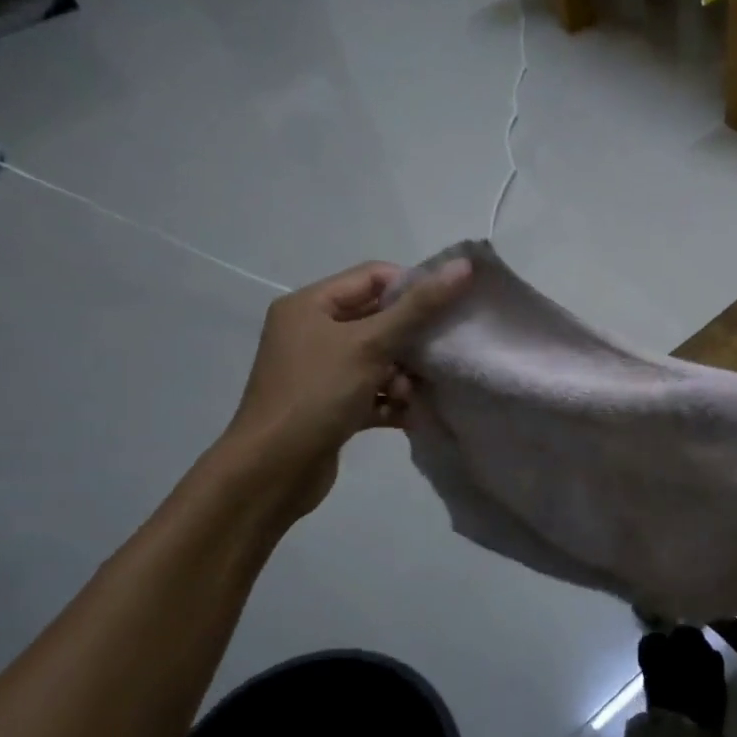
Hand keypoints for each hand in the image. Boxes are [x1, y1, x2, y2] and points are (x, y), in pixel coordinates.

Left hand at [217, 259, 470, 516]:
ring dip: (404, 375)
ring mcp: (322, 370)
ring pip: (380, 358)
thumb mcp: (370, 344)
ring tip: (413, 394)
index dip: (414, 288)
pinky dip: (393, 400)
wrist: (272, 472)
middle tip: (441, 353)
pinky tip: (410, 416)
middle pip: (380, 319)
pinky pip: (373, 391)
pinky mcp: (332, 405)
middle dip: (413, 338)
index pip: (374, 277)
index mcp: (311, 305)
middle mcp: (313, 332)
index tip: (448, 311)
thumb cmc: (317, 394)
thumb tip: (463, 265)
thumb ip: (419, 306)